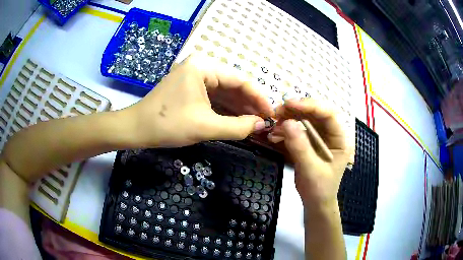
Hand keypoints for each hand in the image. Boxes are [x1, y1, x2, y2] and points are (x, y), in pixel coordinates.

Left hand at [123, 54, 273, 147]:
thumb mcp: (205, 127)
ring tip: (254, 123)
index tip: (271, 114)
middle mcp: (201, 67)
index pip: (240, 80)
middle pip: (233, 85)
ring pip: (224, 92)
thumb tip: (261, 126)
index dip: (258, 98)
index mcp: (204, 67)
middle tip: (264, 121)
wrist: (136, 129)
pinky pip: (213, 97)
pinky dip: (225, 110)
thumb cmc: (168, 125)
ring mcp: (194, 77)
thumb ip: (237, 127)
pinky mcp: (190, 88)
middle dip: (249, 104)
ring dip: (239, 108)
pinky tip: (237, 120)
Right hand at [270, 99, 351, 208]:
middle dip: (298, 110)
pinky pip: (300, 129)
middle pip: (317, 113)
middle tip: (278, 111)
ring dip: (290, 117)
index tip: (290, 104)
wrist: (316, 202)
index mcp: (340, 139)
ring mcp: (322, 137)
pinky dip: (287, 129)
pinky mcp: (311, 141)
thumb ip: (300, 146)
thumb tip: (286, 123)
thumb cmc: (319, 188)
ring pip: (307, 119)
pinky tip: (275, 133)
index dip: (311, 106)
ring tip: (274, 121)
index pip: (329, 115)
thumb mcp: (310, 169)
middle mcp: (332, 134)